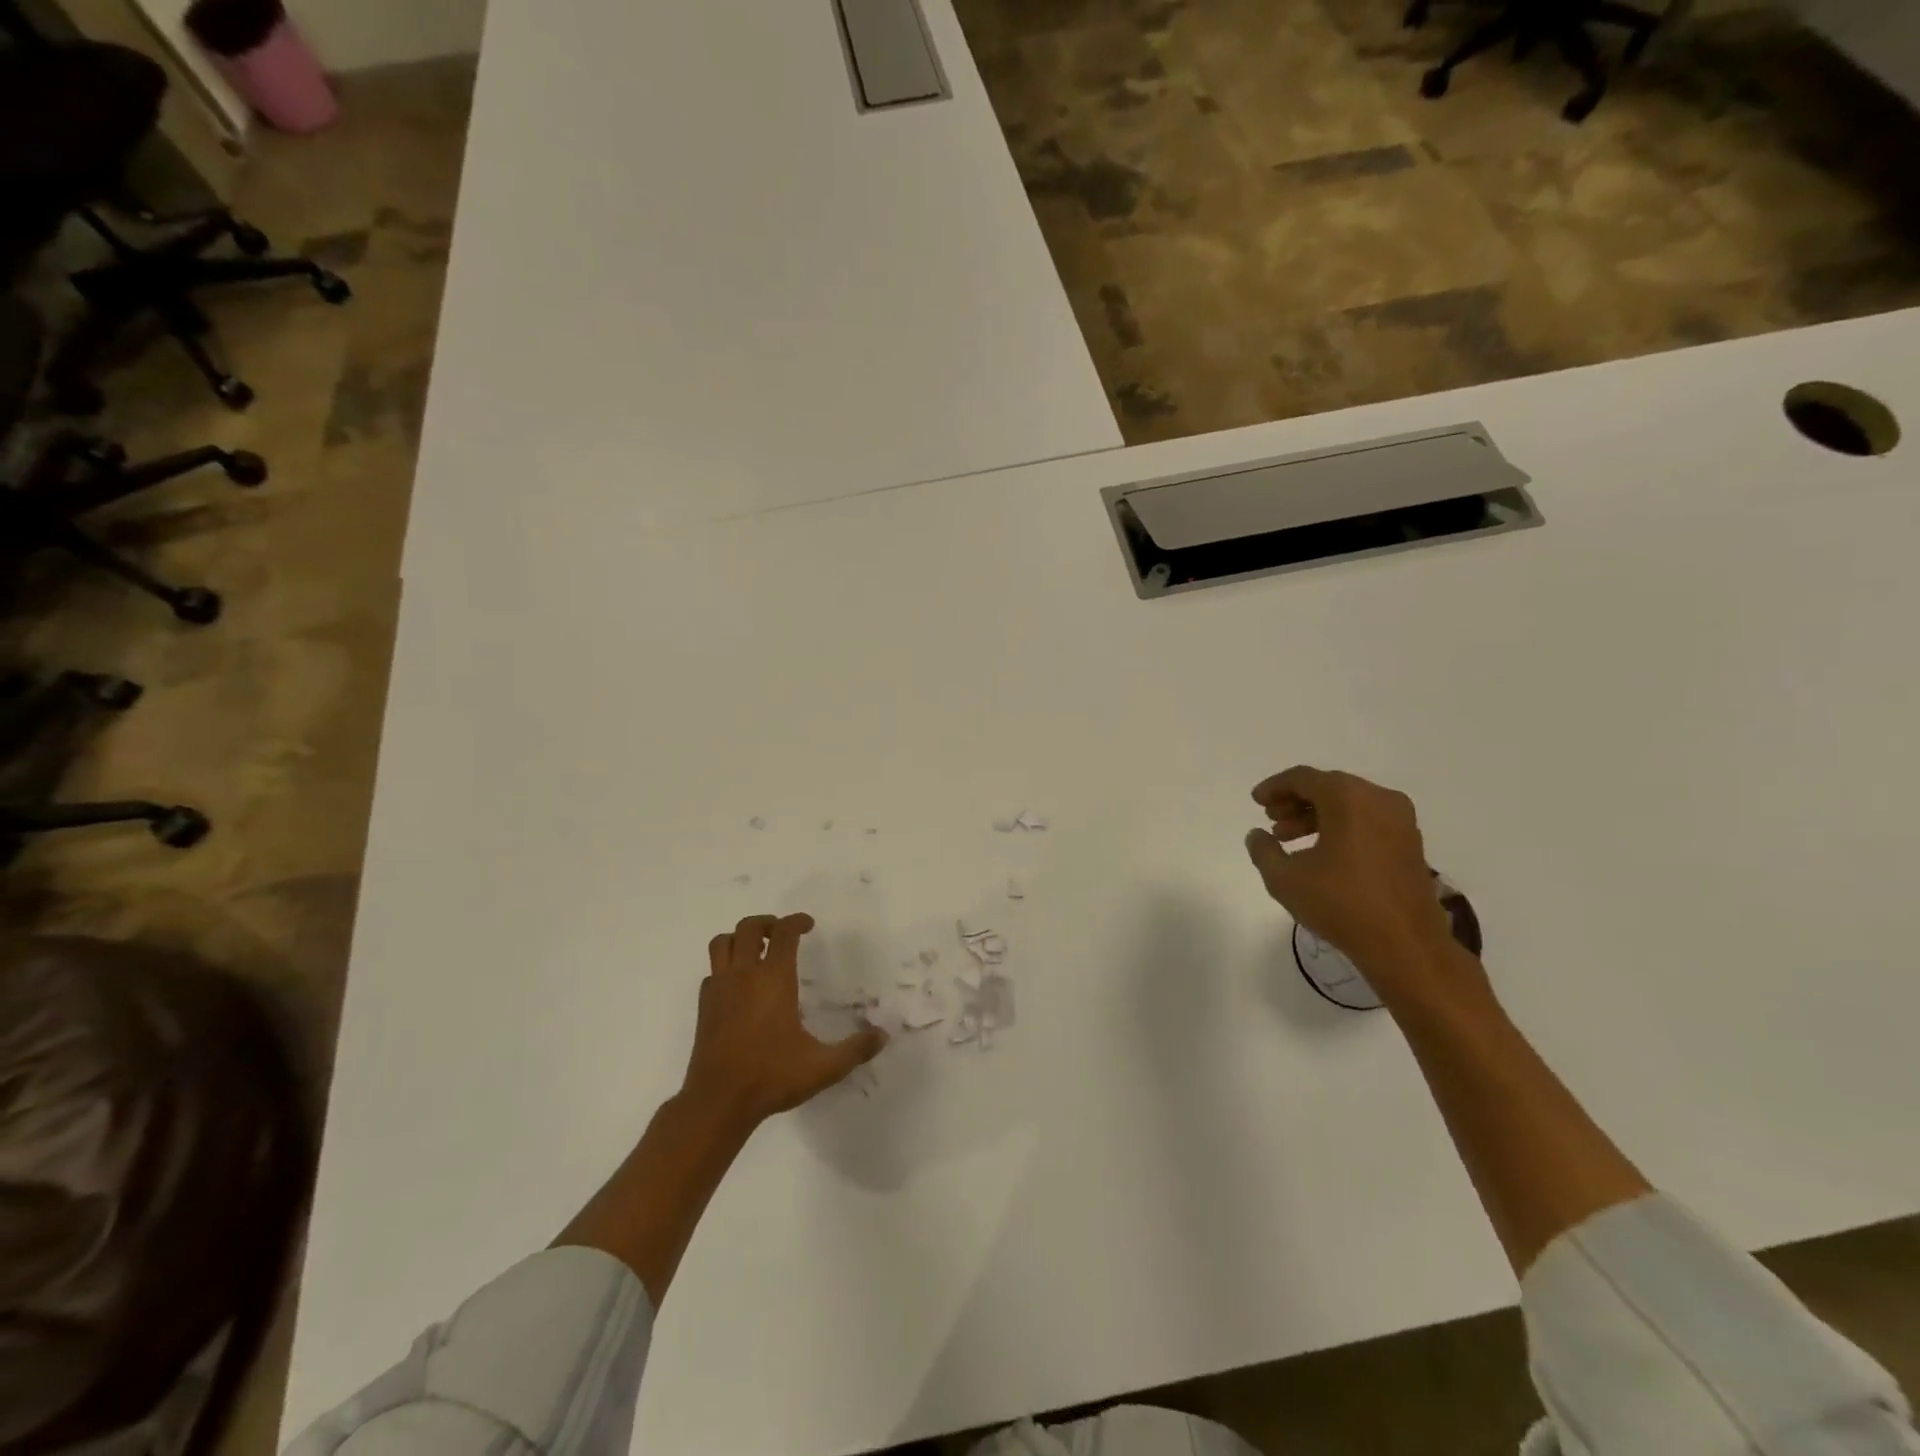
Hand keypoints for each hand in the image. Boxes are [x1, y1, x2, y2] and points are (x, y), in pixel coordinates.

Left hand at [682, 913, 885, 1127]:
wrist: (717, 1102)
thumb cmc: (771, 1077)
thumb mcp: (824, 1066)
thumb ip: (855, 1049)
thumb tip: (883, 1036)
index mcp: (774, 979)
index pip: (784, 933)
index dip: (797, 921)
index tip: (808, 924)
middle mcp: (744, 975)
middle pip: (749, 927)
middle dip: (767, 922)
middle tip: (782, 933)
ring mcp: (719, 989)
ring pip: (722, 943)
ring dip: (739, 938)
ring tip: (756, 949)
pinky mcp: (704, 1007)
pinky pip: (712, 972)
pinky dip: (725, 967)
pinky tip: (738, 985)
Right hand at [1245, 767, 1481, 1002]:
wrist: (1404, 944)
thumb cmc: (1340, 904)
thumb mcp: (1284, 878)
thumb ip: (1263, 850)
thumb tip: (1256, 835)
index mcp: (1348, 798)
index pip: (1303, 778)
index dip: (1275, 787)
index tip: (1256, 801)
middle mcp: (1379, 799)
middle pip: (1328, 787)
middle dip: (1295, 801)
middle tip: (1272, 821)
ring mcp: (1400, 821)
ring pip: (1349, 805)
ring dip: (1316, 816)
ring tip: (1290, 839)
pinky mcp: (1410, 844)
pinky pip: (1367, 821)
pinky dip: (1340, 827)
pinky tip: (1320, 853)